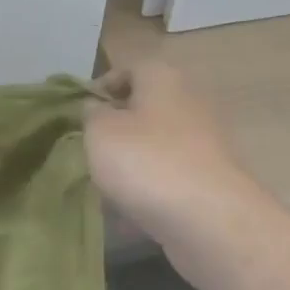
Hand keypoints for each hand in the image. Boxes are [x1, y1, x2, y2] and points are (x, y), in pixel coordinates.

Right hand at [85, 63, 258, 244]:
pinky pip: (170, 180)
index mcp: (164, 79)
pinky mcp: (210, 181)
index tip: (80, 114)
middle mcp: (190, 103)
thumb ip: (91, 114)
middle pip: (144, 110)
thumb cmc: (147, 161)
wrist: (209, 220)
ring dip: (131, 165)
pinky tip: (131, 216)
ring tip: (106, 190)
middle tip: (90, 153)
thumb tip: (97, 110)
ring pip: (155, 147)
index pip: (128, 69)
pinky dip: (150, 192)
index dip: (101, 88)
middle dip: (116, 131)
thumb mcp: (100, 131)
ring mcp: (205, 144)